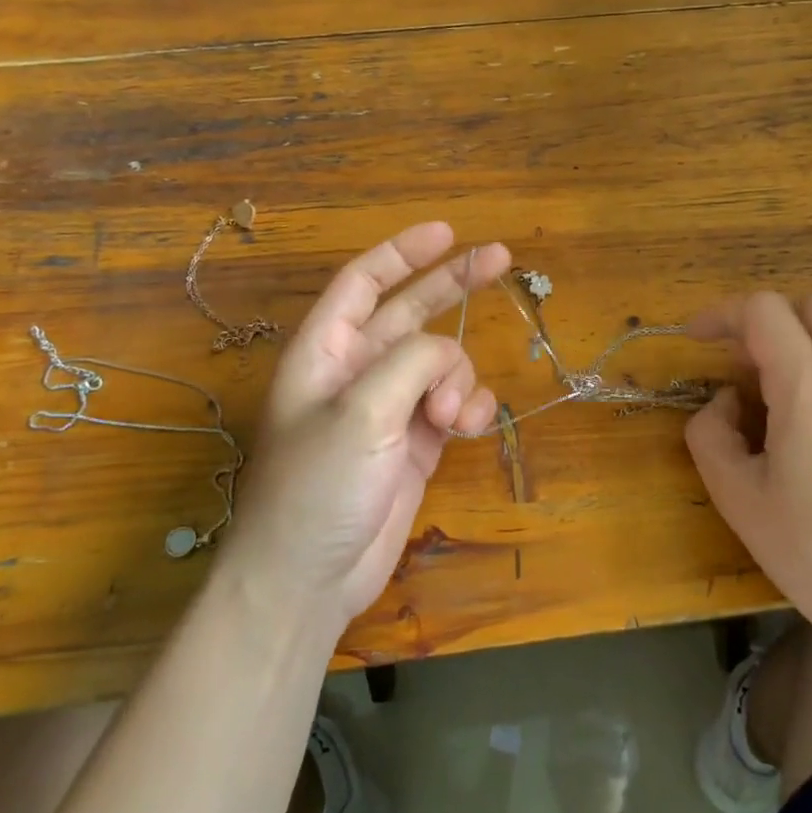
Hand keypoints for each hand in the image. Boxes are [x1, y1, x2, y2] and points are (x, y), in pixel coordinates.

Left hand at [222, 223, 510, 635]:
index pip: (363, 283)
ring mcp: (389, 409)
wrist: (311, 580)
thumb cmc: (317, 488)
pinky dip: (468, 409)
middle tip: (501, 257)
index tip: (447, 232)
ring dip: (458, 379)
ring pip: (442, 365)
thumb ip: (410, 364)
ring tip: (449, 417)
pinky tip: (467, 428)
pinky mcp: (415, 444)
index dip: (402, 252)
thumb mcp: (361, 413)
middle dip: (453, 285)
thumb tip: (446, 355)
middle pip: (411, 311)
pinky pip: (453, 406)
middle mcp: (357, 372)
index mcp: (325, 351)